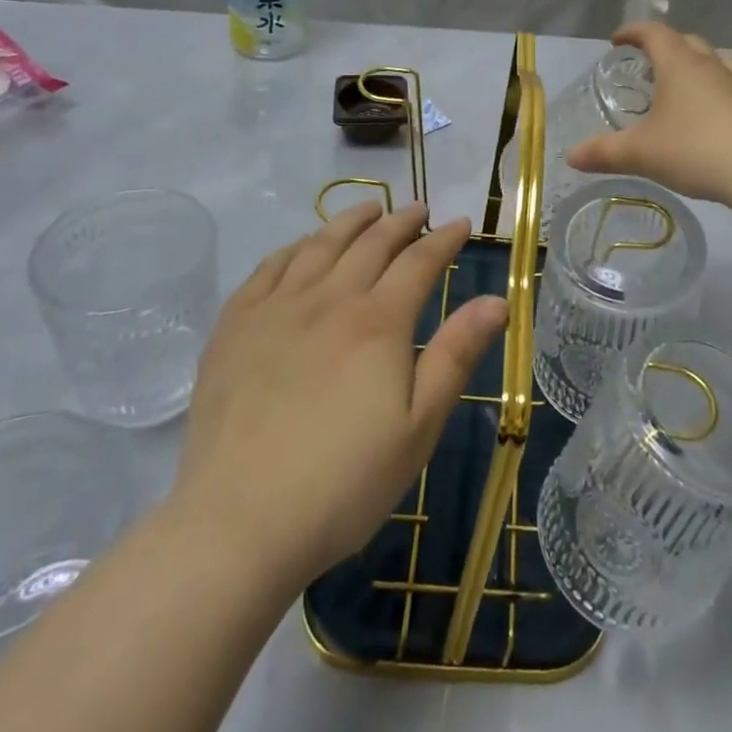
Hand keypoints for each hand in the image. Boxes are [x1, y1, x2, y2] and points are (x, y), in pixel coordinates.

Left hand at [169, 202, 507, 592]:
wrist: (238, 522)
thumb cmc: (343, 483)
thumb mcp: (418, 427)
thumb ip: (456, 355)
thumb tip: (497, 300)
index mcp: (378, 321)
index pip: (419, 261)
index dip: (444, 239)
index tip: (460, 224)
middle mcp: (329, 299)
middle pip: (371, 243)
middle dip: (401, 222)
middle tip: (418, 210)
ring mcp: (277, 308)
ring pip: (320, 244)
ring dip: (350, 221)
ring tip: (369, 209)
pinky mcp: (235, 326)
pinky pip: (269, 267)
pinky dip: (295, 246)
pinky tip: (302, 246)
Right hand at [564, 21, 731, 205]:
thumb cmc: (694, 149)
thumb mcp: (641, 153)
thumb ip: (604, 152)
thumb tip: (571, 156)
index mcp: (679, 64)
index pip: (654, 32)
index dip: (633, 32)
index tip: (617, 41)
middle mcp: (709, 65)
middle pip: (687, 41)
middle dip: (665, 46)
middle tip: (648, 65)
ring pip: (716, 59)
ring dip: (697, 63)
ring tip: (683, 83)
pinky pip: (731, 85)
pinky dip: (716, 89)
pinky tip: (709, 114)